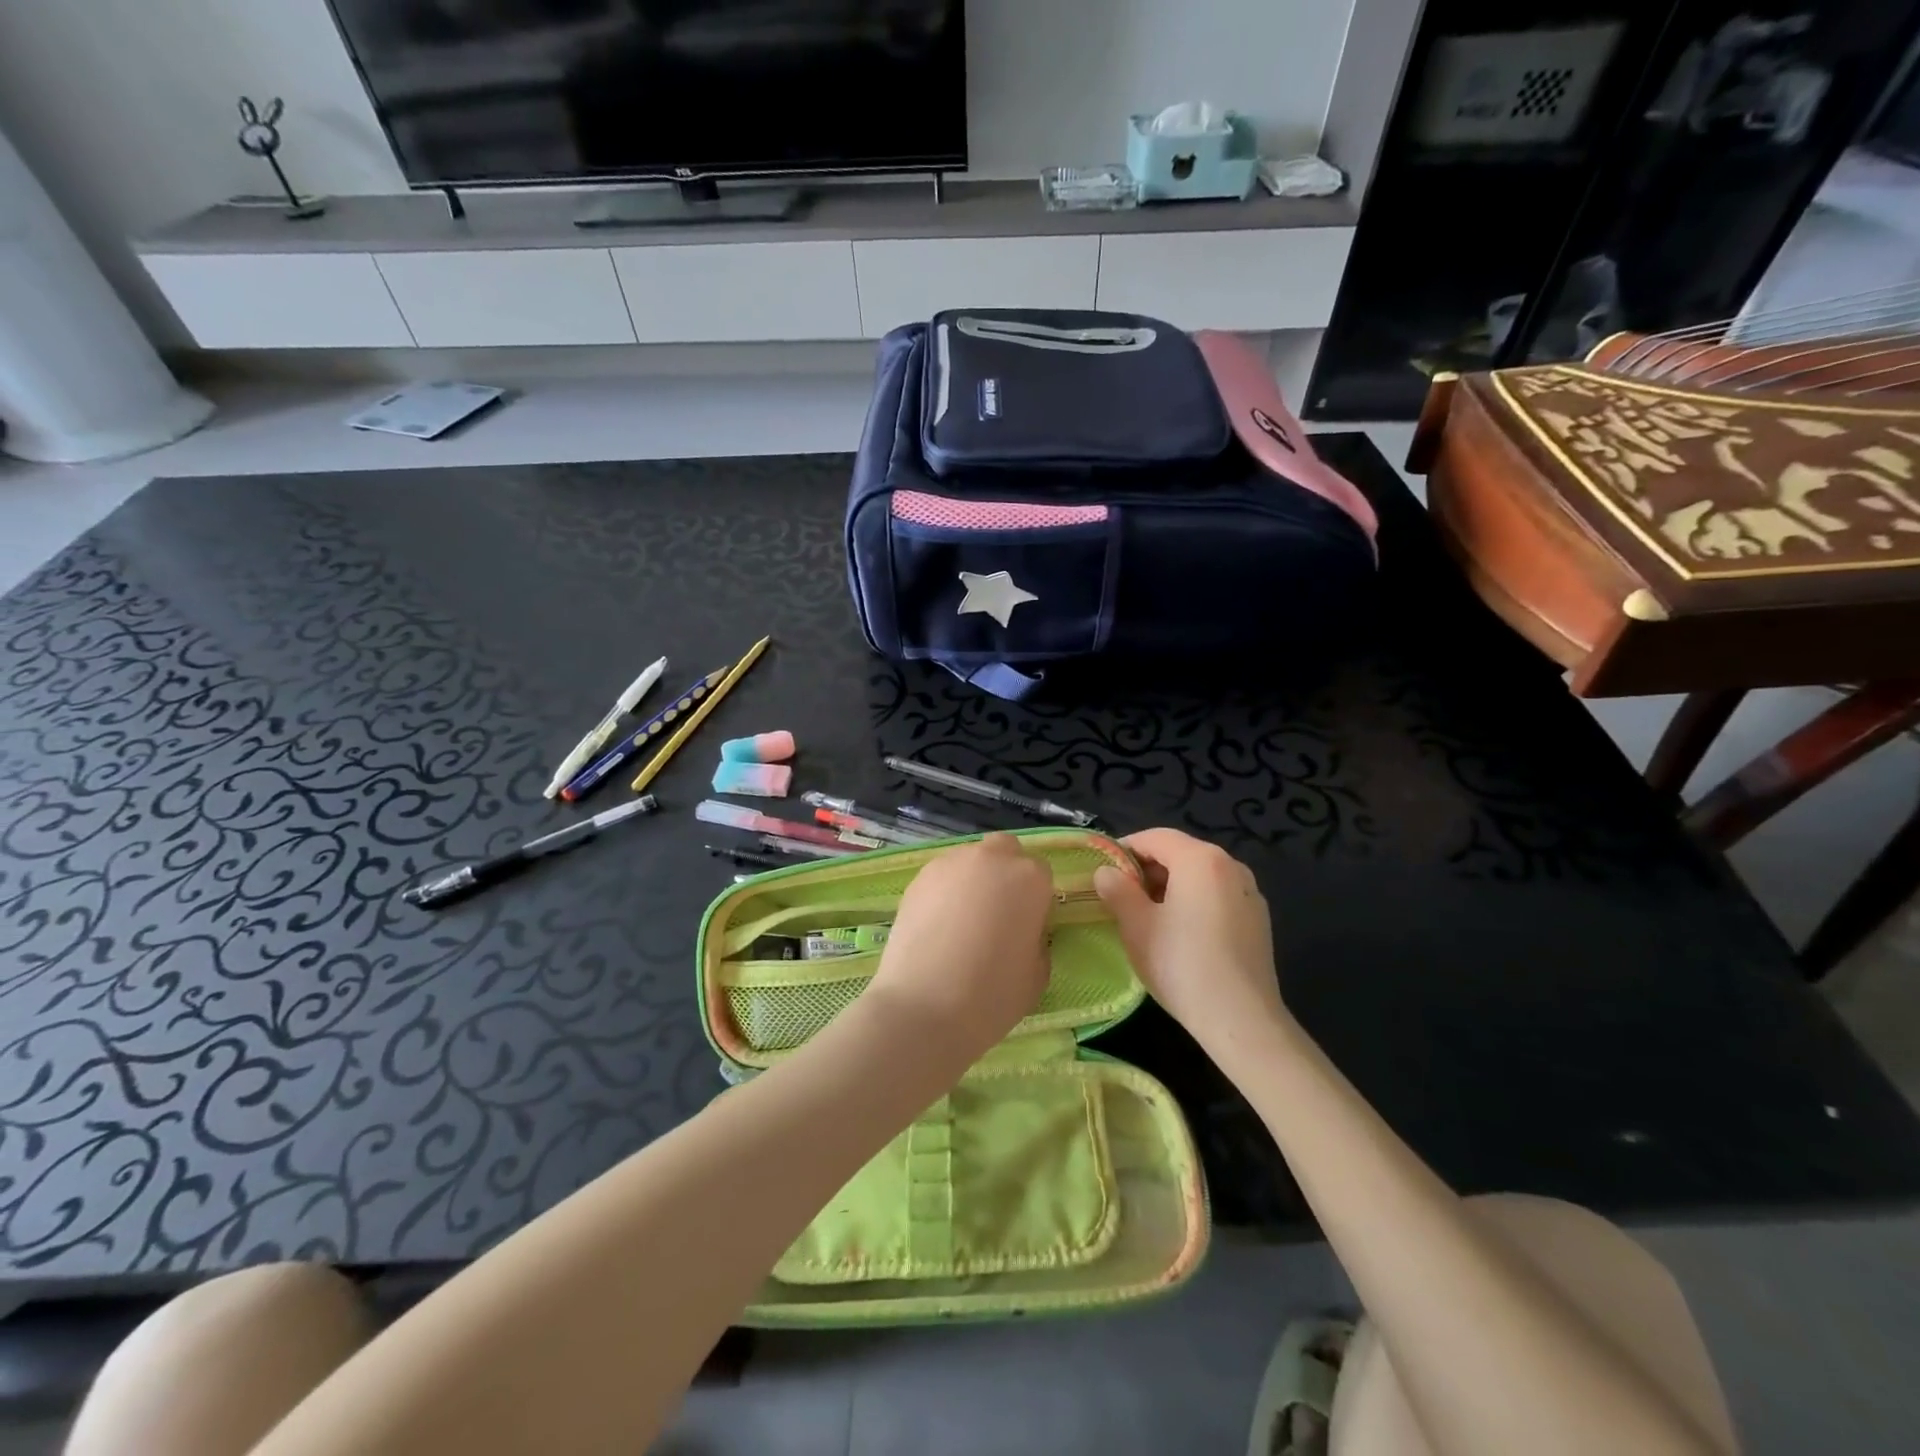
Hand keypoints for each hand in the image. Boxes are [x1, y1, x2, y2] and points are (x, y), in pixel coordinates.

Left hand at [863, 834, 1053, 1065]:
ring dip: (973, 881)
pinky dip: (944, 893)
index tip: (1026, 928)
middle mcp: (992, 858)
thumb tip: (1023, 931)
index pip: (1041, 875)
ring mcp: (950, 863)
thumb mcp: (1038, 973)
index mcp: (1030, 878)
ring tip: (961, 923)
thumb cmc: (992, 994)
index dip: (1035, 901)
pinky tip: (937, 926)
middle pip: (1005, 852)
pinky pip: (942, 877)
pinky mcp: (918, 878)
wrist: (924, 1006)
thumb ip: (1037, 939)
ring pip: (970, 861)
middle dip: (1005, 874)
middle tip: (997, 914)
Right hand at [1093, 829, 1290, 1065]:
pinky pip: (1218, 897)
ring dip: (1170, 886)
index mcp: (1200, 859)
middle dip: (1148, 869)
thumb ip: (1117, 890)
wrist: (1241, 1019)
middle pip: (1180, 853)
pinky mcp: (1259, 920)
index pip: (1155, 837)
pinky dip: (1195, 903)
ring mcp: (1250, 892)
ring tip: (1148, 916)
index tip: (1103, 871)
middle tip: (1121, 896)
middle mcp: (1231, 866)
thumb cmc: (1181, 963)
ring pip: (1200, 876)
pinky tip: (1181, 934)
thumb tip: (1107, 872)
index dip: (1124, 849)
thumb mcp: (1136, 925)